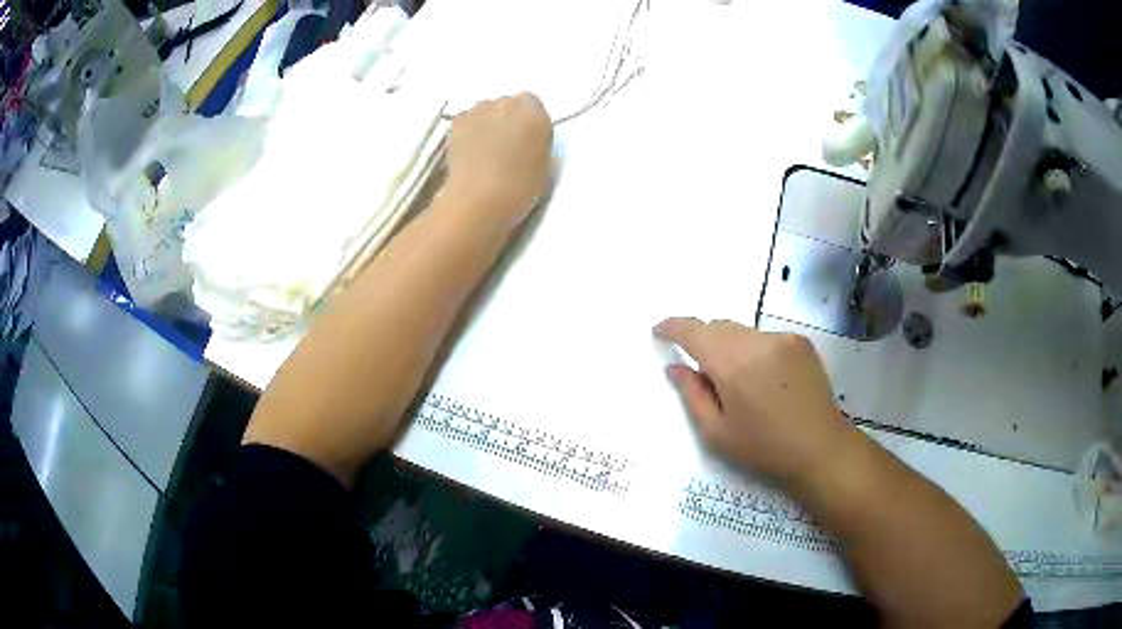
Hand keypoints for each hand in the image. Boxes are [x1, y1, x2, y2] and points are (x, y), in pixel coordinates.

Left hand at [443, 93, 553, 229]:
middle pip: (507, 103)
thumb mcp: (544, 163)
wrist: (480, 199)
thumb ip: (537, 140)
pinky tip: (468, 148)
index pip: (532, 102)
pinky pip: (466, 118)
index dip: (527, 117)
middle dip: (506, 117)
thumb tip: (527, 137)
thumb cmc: (520, 189)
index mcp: (535, 114)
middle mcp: (508, 103)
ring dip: (486, 121)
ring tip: (484, 146)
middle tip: (504, 141)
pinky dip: (468, 128)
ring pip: (485, 109)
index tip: (525, 134)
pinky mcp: (458, 121)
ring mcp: (480, 110)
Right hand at [654, 317, 856, 487]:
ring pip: (741, 331)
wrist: (821, 448)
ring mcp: (783, 338)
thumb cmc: (764, 448)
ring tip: (735, 381)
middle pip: (718, 326)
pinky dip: (752, 349)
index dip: (673, 327)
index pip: (694, 331)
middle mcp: (758, 341)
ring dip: (728, 346)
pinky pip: (764, 337)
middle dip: (702, 340)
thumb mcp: (717, 432)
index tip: (659, 331)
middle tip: (700, 371)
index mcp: (733, 364)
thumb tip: (675, 367)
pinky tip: (762, 379)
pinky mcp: (801, 342)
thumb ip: (692, 394)